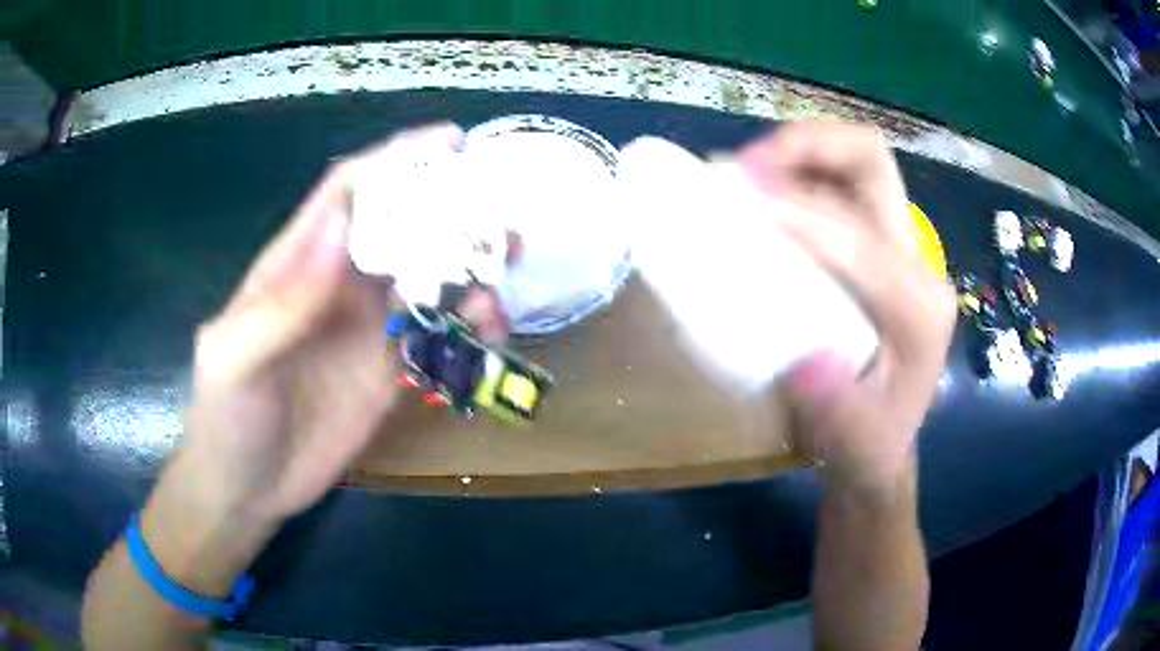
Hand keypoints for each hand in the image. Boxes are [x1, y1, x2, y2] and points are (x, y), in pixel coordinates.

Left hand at [140, 124, 466, 595]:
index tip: (450, 143)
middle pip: (400, 225)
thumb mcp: (235, 358)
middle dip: (450, 209)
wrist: (248, 488)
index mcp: (298, 263)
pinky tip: (490, 332)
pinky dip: (470, 325)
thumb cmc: (228, 419)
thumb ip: (283, 299)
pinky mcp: (389, 369)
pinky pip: (438, 334)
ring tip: (506, 271)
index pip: (349, 191)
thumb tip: (343, 223)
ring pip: (429, 277)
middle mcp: (337, 283)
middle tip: (499, 216)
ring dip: (470, 268)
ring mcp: (367, 327)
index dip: (396, 160)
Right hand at [739, 123, 954, 502]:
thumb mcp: (854, 447)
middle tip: (747, 167)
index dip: (800, 215)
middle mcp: (918, 263)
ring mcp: (899, 246)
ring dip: (798, 152)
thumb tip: (808, 359)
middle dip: (809, 146)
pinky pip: (838, 182)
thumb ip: (837, 412)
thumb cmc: (868, 445)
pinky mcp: (876, 244)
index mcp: (921, 309)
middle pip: (872, 164)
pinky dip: (796, 170)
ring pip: (857, 162)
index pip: (860, 240)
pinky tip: (759, 189)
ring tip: (744, 170)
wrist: (883, 441)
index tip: (736, 203)